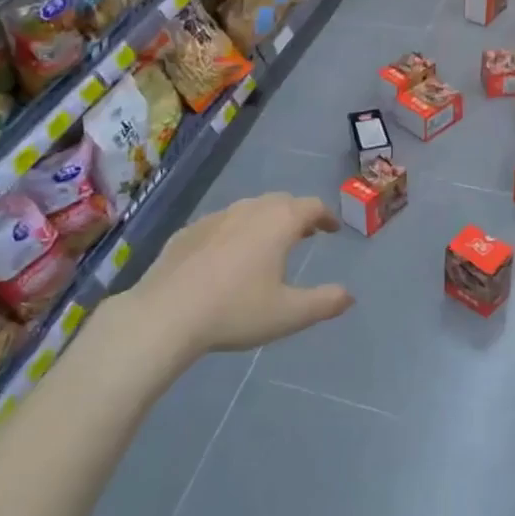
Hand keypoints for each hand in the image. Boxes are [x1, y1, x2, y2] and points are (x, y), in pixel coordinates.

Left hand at [123, 193, 352, 358]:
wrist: (165, 314)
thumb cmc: (235, 311)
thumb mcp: (289, 314)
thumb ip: (324, 302)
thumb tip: (349, 295)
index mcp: (278, 223)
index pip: (311, 206)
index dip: (326, 216)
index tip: (332, 229)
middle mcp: (249, 210)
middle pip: (280, 202)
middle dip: (296, 214)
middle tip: (305, 233)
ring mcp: (215, 218)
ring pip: (249, 209)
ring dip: (265, 220)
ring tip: (268, 243)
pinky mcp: (188, 232)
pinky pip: (221, 223)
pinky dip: (235, 232)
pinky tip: (228, 256)